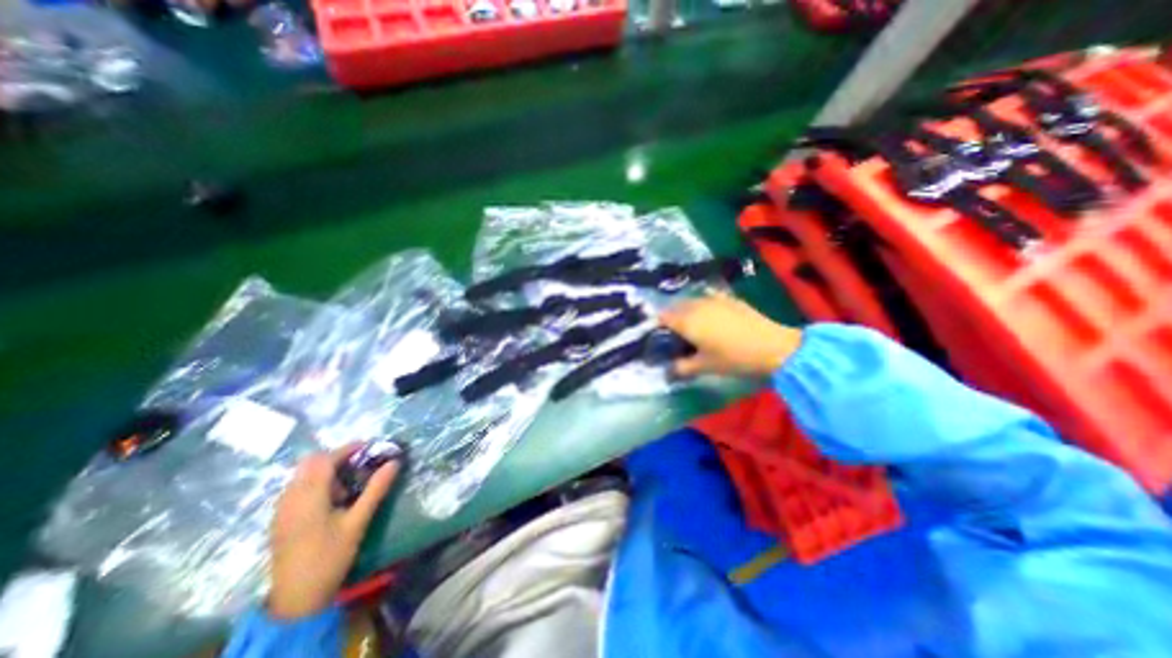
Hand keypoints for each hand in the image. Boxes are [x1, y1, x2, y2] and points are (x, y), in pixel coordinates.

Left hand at [268, 444, 396, 618]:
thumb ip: (376, 488)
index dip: (348, 449)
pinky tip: (332, 500)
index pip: (325, 459)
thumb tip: (395, 462)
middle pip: (310, 463)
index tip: (370, 447)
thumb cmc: (331, 556)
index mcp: (308, 497)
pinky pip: (297, 488)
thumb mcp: (358, 521)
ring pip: (302, 475)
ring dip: (326, 470)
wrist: (297, 600)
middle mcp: (290, 498)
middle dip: (337, 458)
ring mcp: (281, 509)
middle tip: (361, 465)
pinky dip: (316, 483)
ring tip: (348, 484)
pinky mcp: (280, 519)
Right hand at [659, 294, 805, 379]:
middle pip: (676, 307)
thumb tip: (667, 372)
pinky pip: (709, 298)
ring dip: (687, 312)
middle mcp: (696, 305)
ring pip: (692, 302)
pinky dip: (705, 306)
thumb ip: (681, 368)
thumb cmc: (733, 358)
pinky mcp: (729, 299)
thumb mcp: (704, 367)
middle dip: (673, 319)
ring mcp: (714, 299)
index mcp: (686, 321)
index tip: (661, 338)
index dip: (658, 326)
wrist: (772, 347)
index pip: (662, 317)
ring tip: (695, 327)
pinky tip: (712, 316)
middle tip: (677, 336)